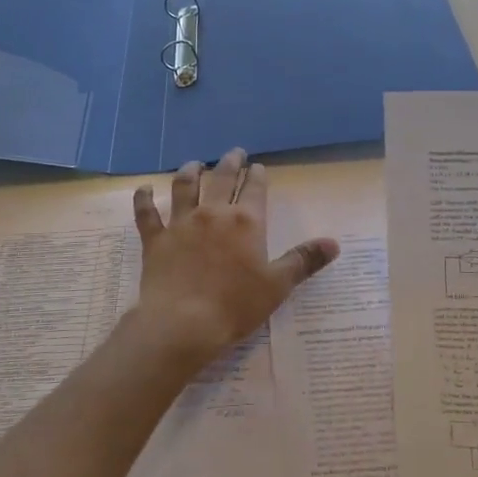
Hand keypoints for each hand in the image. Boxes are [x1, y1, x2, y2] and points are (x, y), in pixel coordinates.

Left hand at [129, 148, 338, 367]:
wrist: (183, 323)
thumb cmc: (236, 305)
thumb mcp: (278, 285)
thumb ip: (304, 260)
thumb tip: (334, 243)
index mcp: (246, 221)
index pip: (255, 189)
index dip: (258, 175)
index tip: (258, 166)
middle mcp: (213, 213)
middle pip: (222, 178)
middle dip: (230, 162)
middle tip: (234, 152)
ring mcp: (181, 223)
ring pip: (184, 186)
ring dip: (191, 171)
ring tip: (195, 163)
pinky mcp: (156, 239)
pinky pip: (146, 213)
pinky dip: (144, 199)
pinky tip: (143, 189)